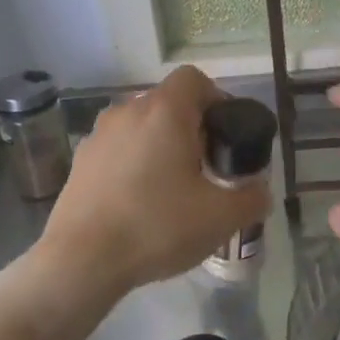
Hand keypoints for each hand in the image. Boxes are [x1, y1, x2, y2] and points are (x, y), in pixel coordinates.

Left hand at [37, 66, 269, 298]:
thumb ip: (251, 199)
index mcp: (164, 111)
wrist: (81, 260)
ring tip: (170, 188)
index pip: (193, 79)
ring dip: (159, 146)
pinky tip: (137, 203)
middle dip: (190, 128)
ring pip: (140, 127)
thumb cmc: (157, 226)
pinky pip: (117, 150)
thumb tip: (260, 192)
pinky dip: (132, 164)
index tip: (223, 135)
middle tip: (205, 167)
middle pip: (167, 103)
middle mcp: (128, 111)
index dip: (215, 99)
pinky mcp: (79, 161)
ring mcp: (98, 135)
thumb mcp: (220, 218)